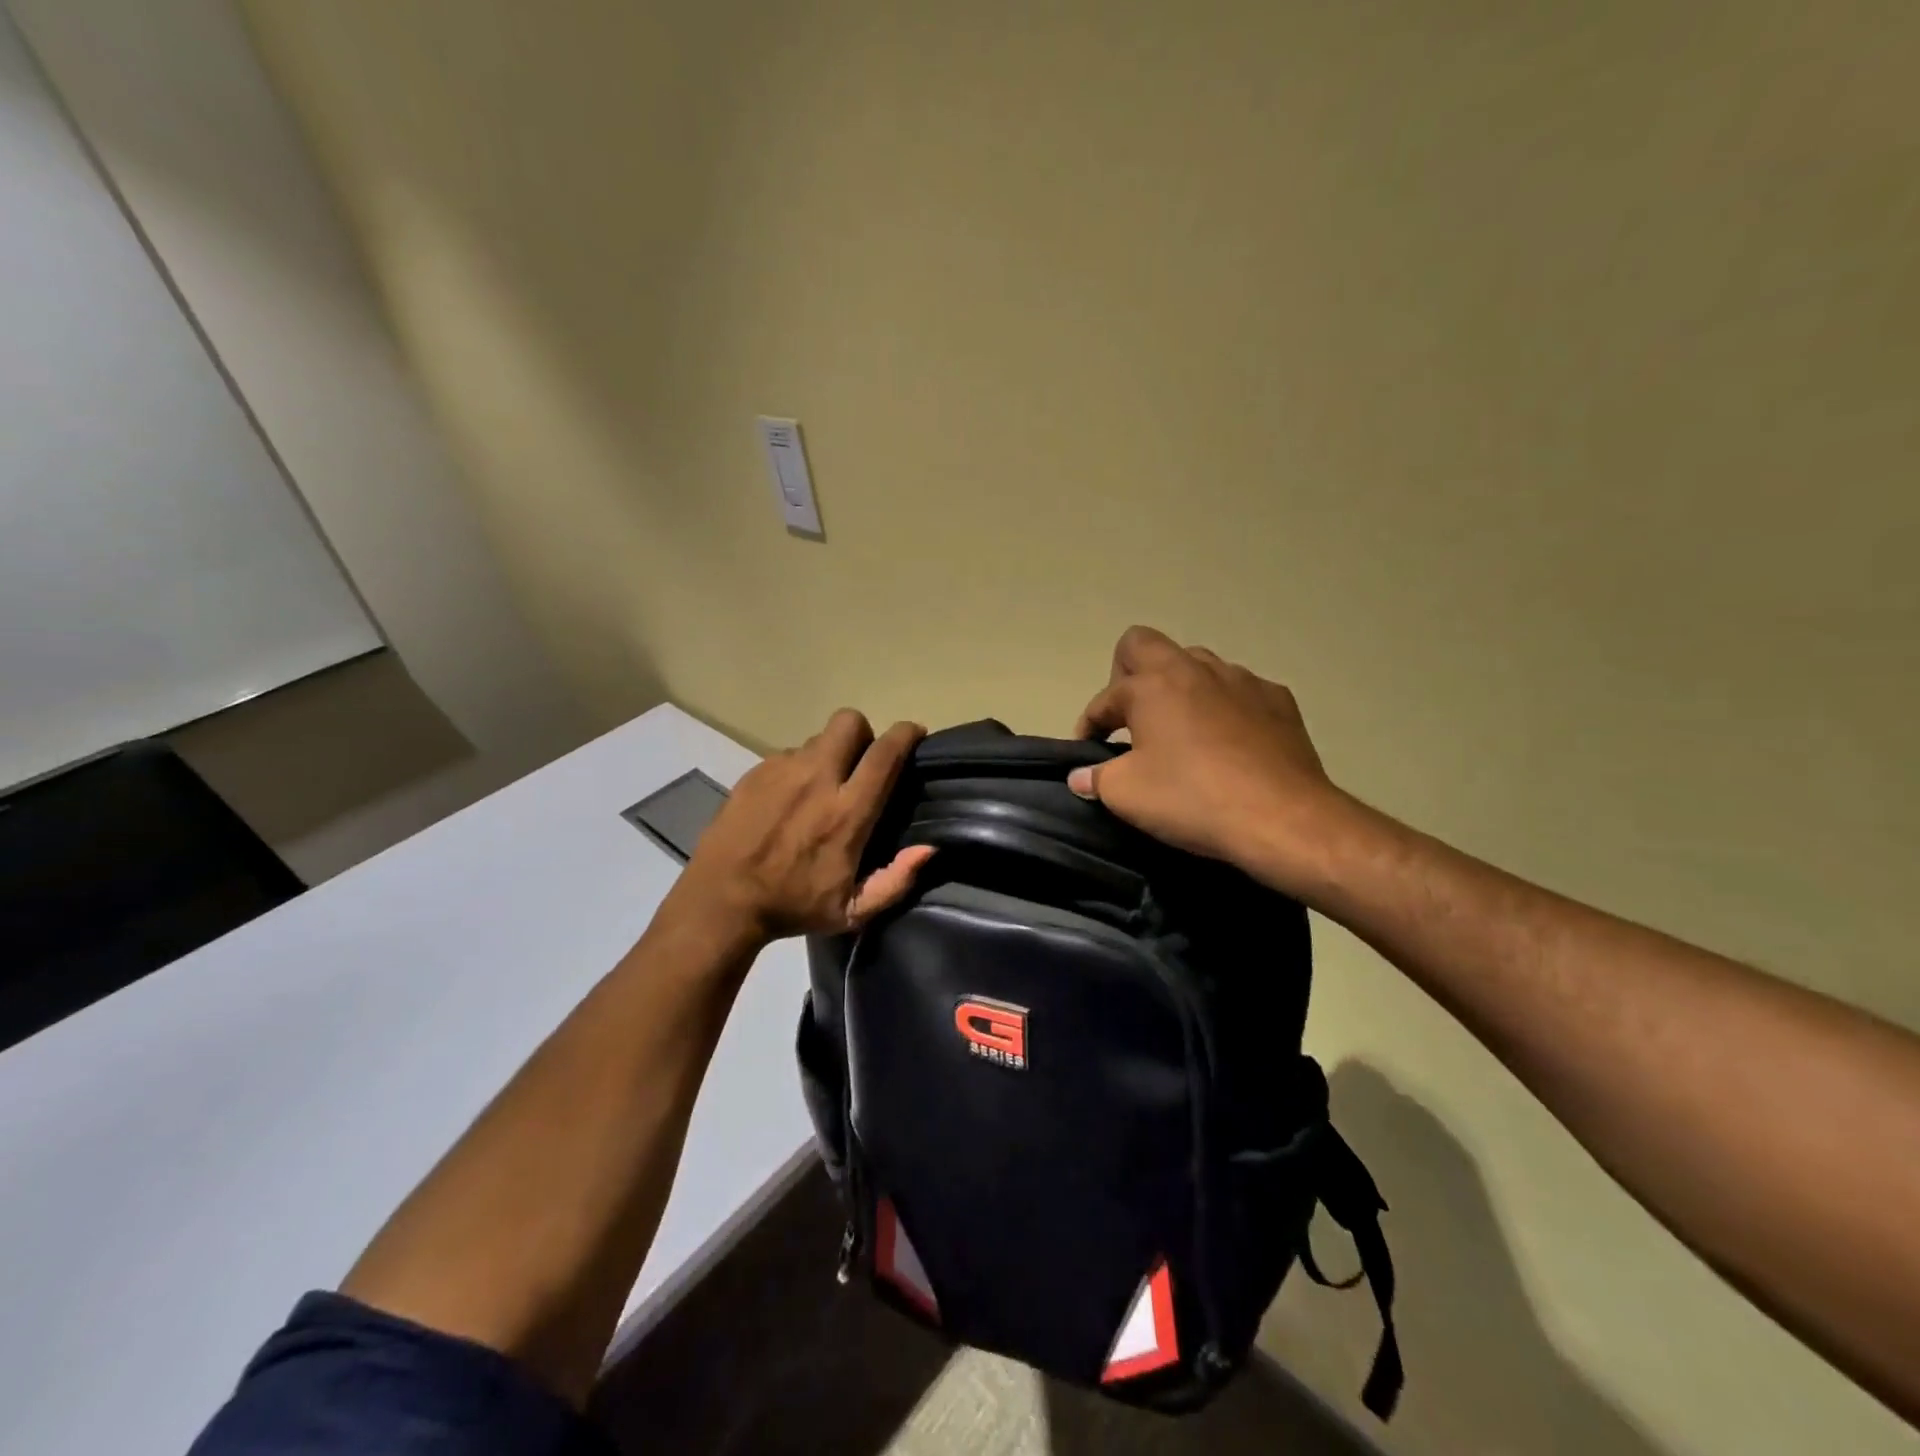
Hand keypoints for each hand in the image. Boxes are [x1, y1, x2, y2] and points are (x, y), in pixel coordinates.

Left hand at [670, 710, 934, 946]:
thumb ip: (896, 881)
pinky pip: (788, 754)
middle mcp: (817, 778)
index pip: (885, 754)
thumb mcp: (853, 912)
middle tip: (862, 762)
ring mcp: (782, 770)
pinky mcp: (755, 772)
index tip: (915, 733)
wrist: (722, 901)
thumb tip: (928, 849)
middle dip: (865, 733)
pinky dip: (798, 769)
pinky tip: (788, 799)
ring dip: (829, 754)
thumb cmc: (793, 906)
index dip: (906, 734)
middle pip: (850, 722)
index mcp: (847, 811)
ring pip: (818, 738)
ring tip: (819, 787)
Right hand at [1070, 627, 1345, 885]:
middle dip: (1127, 675)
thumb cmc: (1192, 799)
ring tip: (1179, 730)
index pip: (1106, 698)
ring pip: (1196, 664)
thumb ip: (1096, 778)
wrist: (1282, 818)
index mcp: (1152, 685)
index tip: (1088, 754)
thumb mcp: (1126, 794)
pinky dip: (1223, 708)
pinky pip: (1238, 691)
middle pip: (1145, 645)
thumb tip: (1082, 777)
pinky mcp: (1279, 700)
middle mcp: (1195, 668)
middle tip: (1130, 719)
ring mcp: (1242, 680)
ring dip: (1178, 688)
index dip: (1090, 724)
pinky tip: (1227, 743)